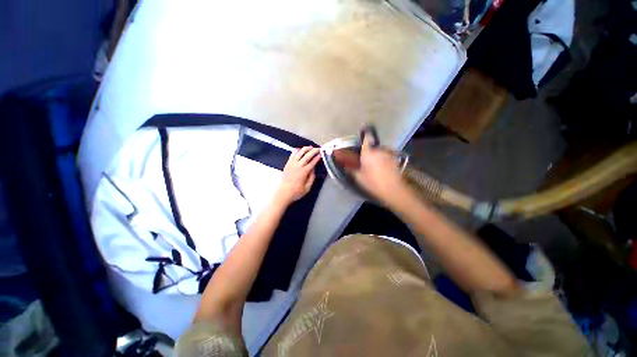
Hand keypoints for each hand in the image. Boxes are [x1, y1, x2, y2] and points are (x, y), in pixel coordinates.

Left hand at [275, 146, 320, 204]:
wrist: (283, 193)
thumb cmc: (296, 192)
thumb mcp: (307, 188)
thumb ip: (311, 178)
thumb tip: (313, 169)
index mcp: (304, 172)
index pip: (313, 162)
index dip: (318, 157)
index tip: (321, 154)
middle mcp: (298, 165)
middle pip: (307, 155)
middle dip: (314, 150)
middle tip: (318, 149)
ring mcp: (292, 164)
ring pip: (299, 153)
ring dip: (305, 149)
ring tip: (310, 147)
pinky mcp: (287, 164)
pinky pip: (292, 155)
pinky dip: (296, 151)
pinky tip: (299, 149)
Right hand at [351, 134, 404, 203]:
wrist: (394, 190)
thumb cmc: (373, 182)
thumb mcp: (359, 177)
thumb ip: (351, 169)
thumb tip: (345, 165)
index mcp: (369, 152)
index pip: (367, 138)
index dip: (365, 134)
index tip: (363, 133)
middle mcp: (380, 149)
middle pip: (373, 146)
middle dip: (370, 150)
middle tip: (367, 159)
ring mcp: (390, 154)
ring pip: (381, 151)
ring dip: (378, 155)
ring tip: (376, 165)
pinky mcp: (396, 159)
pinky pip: (387, 156)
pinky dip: (384, 159)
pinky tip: (384, 168)